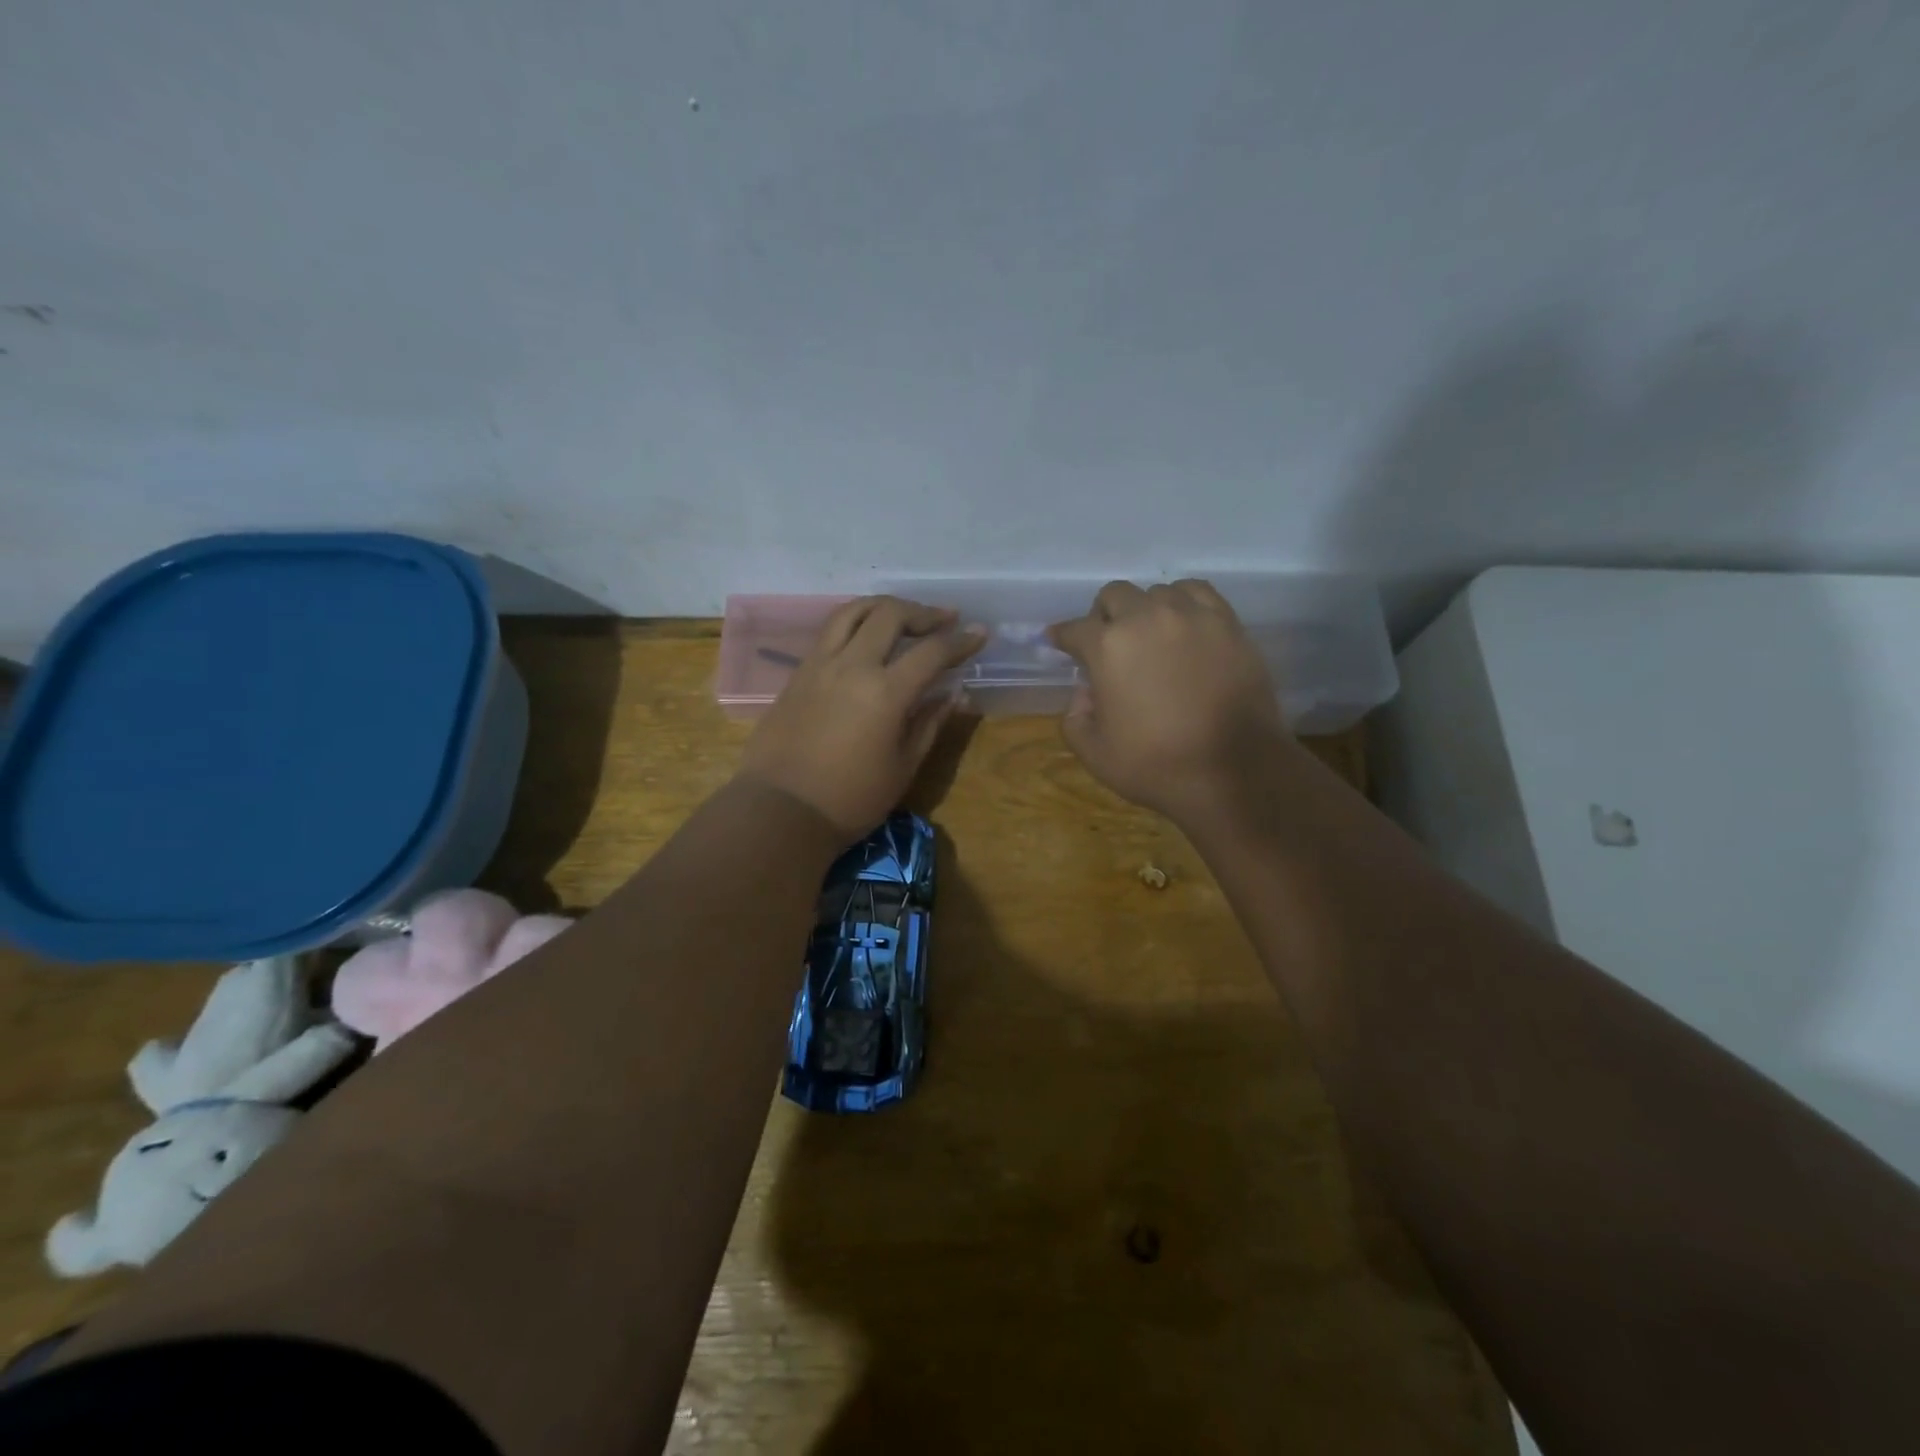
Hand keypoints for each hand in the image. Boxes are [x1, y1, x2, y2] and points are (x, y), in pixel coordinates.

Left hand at [738, 596, 983, 839]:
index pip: (932, 652)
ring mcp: (820, 665)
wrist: (780, 811)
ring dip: (884, 606)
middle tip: (945, 620)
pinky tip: (868, 637)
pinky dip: (856, 622)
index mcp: (885, 692)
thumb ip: (929, 724)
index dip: (960, 641)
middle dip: (924, 613)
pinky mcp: (799, 673)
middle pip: (890, 615)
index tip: (980, 634)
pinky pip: (830, 631)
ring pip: (853, 611)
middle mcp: (852, 666)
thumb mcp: (902, 768)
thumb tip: (954, 695)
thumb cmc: (850, 799)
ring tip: (904, 615)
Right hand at [1048, 580, 1291, 823]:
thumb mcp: (1094, 754)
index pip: (1073, 629)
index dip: (1061, 637)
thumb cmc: (1157, 766)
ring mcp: (1191, 616)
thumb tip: (1085, 691)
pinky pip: (1198, 593)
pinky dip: (1183, 603)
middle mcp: (1146, 618)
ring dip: (1145, 610)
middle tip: (1108, 645)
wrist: (1233, 772)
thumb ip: (1075, 717)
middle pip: (1113, 596)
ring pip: (1156, 592)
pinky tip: (1184, 625)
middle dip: (1103, 617)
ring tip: (1151, 638)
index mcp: (1107, 647)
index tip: (1058, 642)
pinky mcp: (1227, 622)